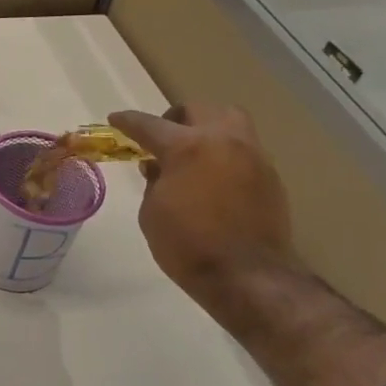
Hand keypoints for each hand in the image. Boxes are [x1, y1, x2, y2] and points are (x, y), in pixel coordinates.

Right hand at [107, 104, 299, 307]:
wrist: (246, 276)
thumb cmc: (187, 245)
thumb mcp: (152, 212)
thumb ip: (154, 181)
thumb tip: (158, 166)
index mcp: (187, 147)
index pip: (149, 125)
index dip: (128, 122)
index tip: (115, 119)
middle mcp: (224, 141)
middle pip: (199, 109)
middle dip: (176, 118)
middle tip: (162, 138)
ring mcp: (253, 156)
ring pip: (230, 122)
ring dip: (208, 130)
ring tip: (194, 154)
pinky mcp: (270, 177)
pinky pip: (244, 151)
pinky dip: (225, 155)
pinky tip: (214, 179)